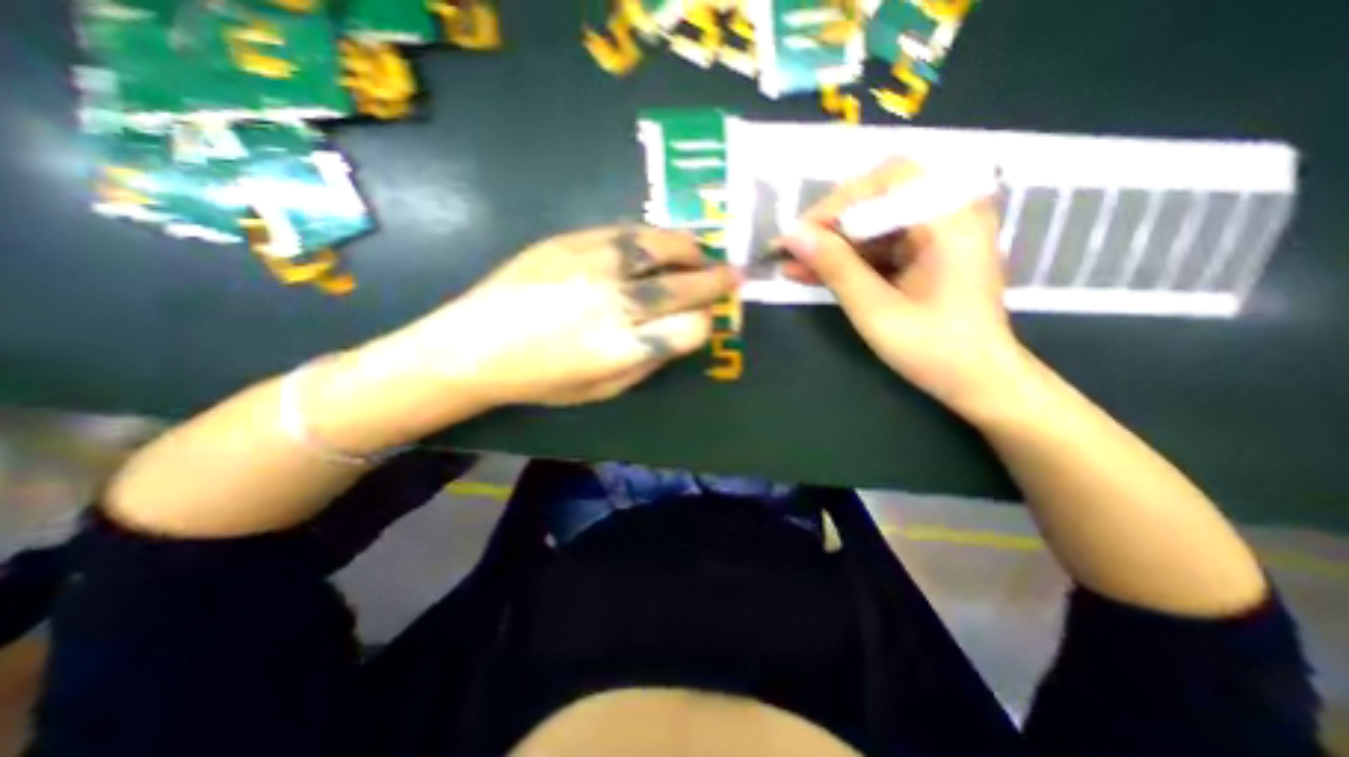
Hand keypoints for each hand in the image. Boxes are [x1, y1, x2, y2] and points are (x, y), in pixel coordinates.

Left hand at [384, 224, 742, 407]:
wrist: (472, 345)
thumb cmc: (540, 380)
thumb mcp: (603, 390)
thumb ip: (650, 361)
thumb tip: (683, 333)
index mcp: (622, 348)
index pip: (691, 328)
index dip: (707, 323)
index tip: (708, 320)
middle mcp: (615, 302)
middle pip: (685, 285)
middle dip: (717, 281)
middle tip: (734, 276)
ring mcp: (593, 264)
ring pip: (662, 246)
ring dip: (690, 251)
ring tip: (698, 255)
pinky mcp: (572, 239)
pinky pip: (629, 232)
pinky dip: (654, 239)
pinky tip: (657, 247)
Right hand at [776, 160, 1029, 420]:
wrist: (976, 380)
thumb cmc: (933, 349)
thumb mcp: (875, 309)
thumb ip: (835, 267)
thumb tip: (791, 235)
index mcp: (952, 220)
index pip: (889, 179)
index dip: (838, 202)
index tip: (800, 235)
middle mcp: (950, 214)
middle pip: (879, 197)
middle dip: (831, 224)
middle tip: (794, 249)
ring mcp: (938, 234)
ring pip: (873, 223)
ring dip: (833, 244)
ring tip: (792, 264)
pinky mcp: (926, 253)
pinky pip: (879, 244)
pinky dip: (847, 258)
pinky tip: (813, 272)